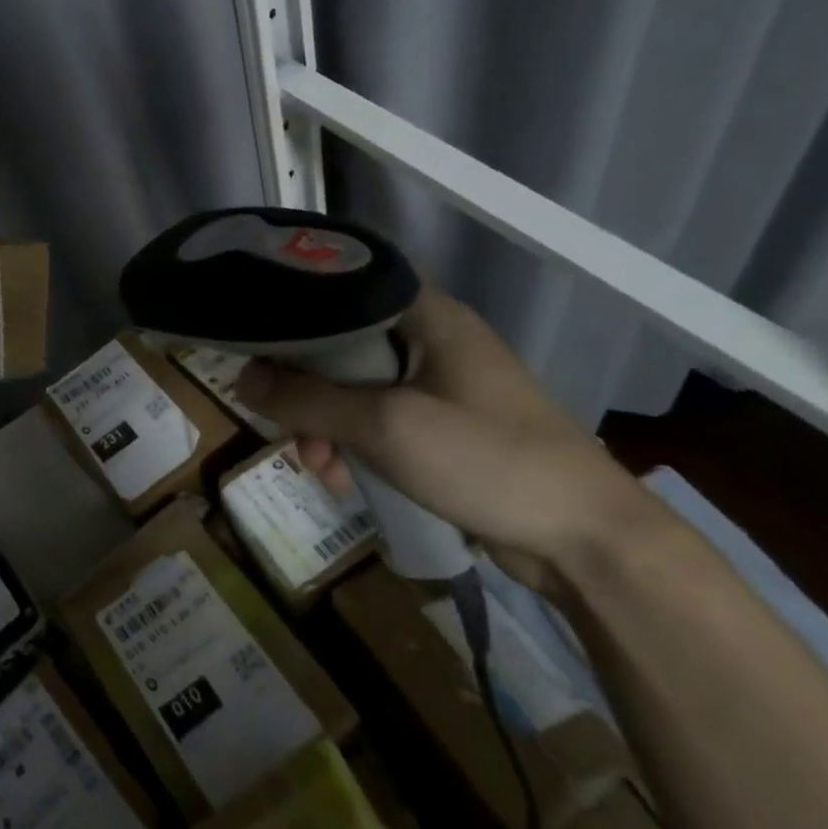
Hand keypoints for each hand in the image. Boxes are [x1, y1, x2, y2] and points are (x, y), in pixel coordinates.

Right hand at [234, 286, 662, 588]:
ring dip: (325, 425)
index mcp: (427, 316)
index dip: (295, 308)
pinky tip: (344, 480)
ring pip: (353, 388)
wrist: (587, 541)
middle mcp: (430, 340)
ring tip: (321, 468)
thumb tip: (240, 377)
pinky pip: (376, 421)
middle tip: (287, 426)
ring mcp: (437, 385)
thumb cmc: (488, 460)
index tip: (255, 339)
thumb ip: (307, 400)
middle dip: (306, 389)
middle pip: (340, 344)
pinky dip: (353, 444)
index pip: (344, 287)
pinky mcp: (440, 427)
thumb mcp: (385, 426)